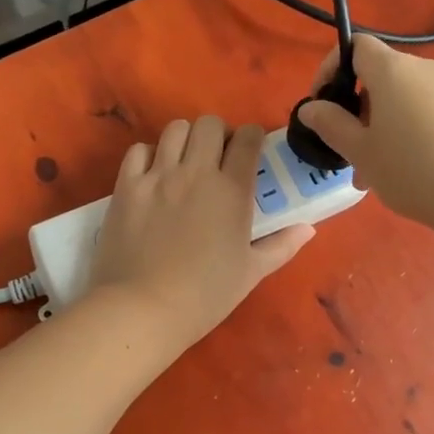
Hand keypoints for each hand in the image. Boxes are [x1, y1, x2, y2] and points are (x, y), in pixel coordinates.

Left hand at [87, 117, 314, 348]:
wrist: (143, 309)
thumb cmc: (204, 295)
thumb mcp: (251, 273)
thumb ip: (281, 246)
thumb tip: (307, 228)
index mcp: (232, 190)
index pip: (248, 139)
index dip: (253, 138)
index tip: (251, 151)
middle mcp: (196, 172)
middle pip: (209, 124)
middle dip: (218, 134)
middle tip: (218, 157)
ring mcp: (157, 176)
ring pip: (175, 129)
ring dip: (185, 139)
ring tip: (185, 162)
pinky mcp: (126, 186)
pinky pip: (138, 150)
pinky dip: (149, 155)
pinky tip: (153, 175)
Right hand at [297, 35, 433, 230]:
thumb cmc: (414, 170)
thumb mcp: (361, 151)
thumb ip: (331, 125)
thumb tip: (311, 107)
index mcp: (393, 70)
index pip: (356, 46)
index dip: (331, 68)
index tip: (321, 105)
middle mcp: (426, 68)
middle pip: (380, 77)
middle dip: (358, 111)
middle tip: (348, 154)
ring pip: (404, 100)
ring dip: (382, 128)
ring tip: (376, 175)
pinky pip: (428, 112)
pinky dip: (410, 132)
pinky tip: (410, 173)